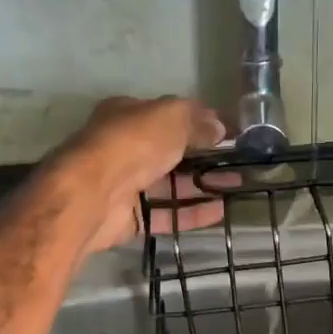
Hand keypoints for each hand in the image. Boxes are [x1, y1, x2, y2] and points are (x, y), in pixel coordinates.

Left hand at [46, 96, 226, 252]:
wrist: (94, 193)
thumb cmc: (132, 143)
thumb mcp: (171, 117)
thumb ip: (196, 120)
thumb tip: (219, 128)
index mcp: (128, 115)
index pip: (168, 115)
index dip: (198, 122)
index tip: (227, 134)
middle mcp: (125, 148)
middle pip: (170, 152)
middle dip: (204, 158)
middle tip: (238, 164)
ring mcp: (126, 185)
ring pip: (171, 185)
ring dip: (203, 185)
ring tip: (237, 188)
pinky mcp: (130, 217)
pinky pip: (166, 214)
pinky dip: (192, 213)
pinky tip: (220, 212)